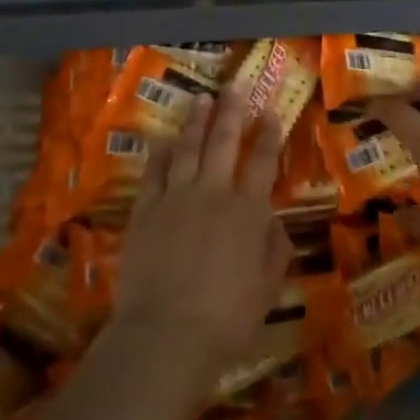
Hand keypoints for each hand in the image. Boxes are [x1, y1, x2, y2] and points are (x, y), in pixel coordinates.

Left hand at [110, 87, 290, 389]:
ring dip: (196, 122)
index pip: (262, 161)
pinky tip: (163, 139)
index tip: (270, 112)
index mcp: (248, 210)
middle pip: (223, 141)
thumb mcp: (268, 286)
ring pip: (187, 148)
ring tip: (202, 99)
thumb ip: (274, 248)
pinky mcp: (144, 211)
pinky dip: (160, 153)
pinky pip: (153, 172)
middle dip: (232, 111)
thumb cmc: (227, 317)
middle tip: (235, 85)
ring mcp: (175, 198)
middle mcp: (213, 193)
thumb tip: (273, 223)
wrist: (166, 334)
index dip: (268, 134)